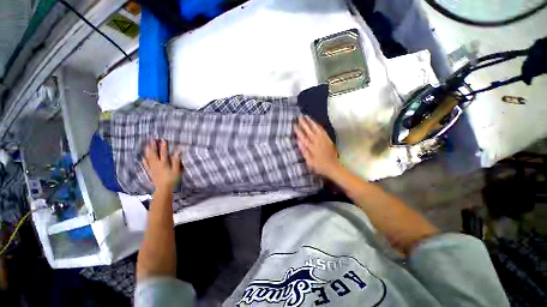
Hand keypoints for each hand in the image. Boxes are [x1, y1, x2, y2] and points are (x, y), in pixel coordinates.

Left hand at [142, 140, 181, 190]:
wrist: (163, 189)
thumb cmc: (172, 179)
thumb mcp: (176, 170)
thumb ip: (176, 161)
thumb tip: (177, 152)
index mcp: (164, 163)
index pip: (164, 153)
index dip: (163, 146)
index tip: (162, 140)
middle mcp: (156, 164)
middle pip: (154, 154)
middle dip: (152, 146)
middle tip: (151, 139)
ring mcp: (152, 168)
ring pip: (149, 158)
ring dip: (147, 151)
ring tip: (146, 145)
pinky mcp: (150, 172)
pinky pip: (145, 165)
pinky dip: (144, 160)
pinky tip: (143, 157)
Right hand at [295, 116, 340, 178]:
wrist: (333, 167)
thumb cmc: (319, 166)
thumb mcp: (309, 161)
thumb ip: (304, 151)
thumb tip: (298, 141)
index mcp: (311, 147)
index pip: (303, 137)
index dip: (298, 130)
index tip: (294, 124)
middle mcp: (317, 141)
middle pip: (309, 130)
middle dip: (304, 123)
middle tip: (299, 117)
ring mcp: (323, 139)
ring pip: (316, 128)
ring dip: (311, 122)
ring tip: (306, 116)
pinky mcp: (328, 139)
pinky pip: (323, 130)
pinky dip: (318, 126)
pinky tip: (316, 122)